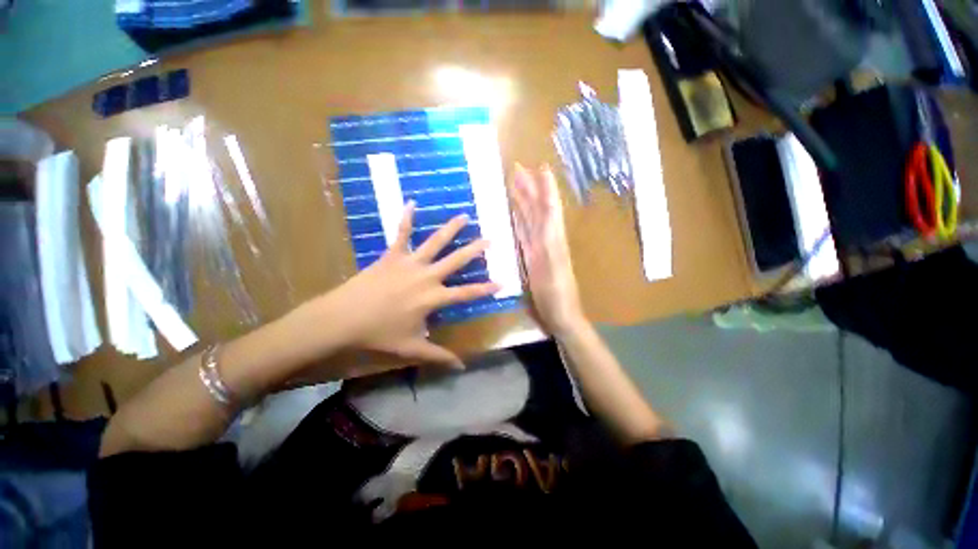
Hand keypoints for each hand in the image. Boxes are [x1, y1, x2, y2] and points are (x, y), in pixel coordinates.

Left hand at [292, 201, 498, 369]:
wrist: (343, 319)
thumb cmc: (379, 334)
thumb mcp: (412, 347)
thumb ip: (439, 356)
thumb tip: (461, 367)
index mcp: (433, 298)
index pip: (467, 293)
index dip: (486, 289)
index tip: (502, 282)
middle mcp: (427, 276)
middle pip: (456, 260)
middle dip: (475, 250)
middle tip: (489, 240)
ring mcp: (410, 263)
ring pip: (435, 242)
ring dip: (451, 229)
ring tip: (464, 216)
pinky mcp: (392, 255)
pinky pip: (401, 233)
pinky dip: (406, 218)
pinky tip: (411, 202)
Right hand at [510, 164, 584, 334]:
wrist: (560, 314)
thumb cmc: (557, 295)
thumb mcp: (553, 269)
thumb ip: (549, 242)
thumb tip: (546, 216)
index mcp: (553, 239)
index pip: (549, 207)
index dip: (546, 187)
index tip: (540, 167)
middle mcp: (546, 238)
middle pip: (537, 209)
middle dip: (529, 188)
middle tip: (518, 169)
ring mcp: (538, 247)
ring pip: (530, 219)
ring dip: (523, 202)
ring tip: (514, 185)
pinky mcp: (531, 257)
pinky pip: (524, 234)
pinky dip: (519, 222)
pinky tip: (514, 214)